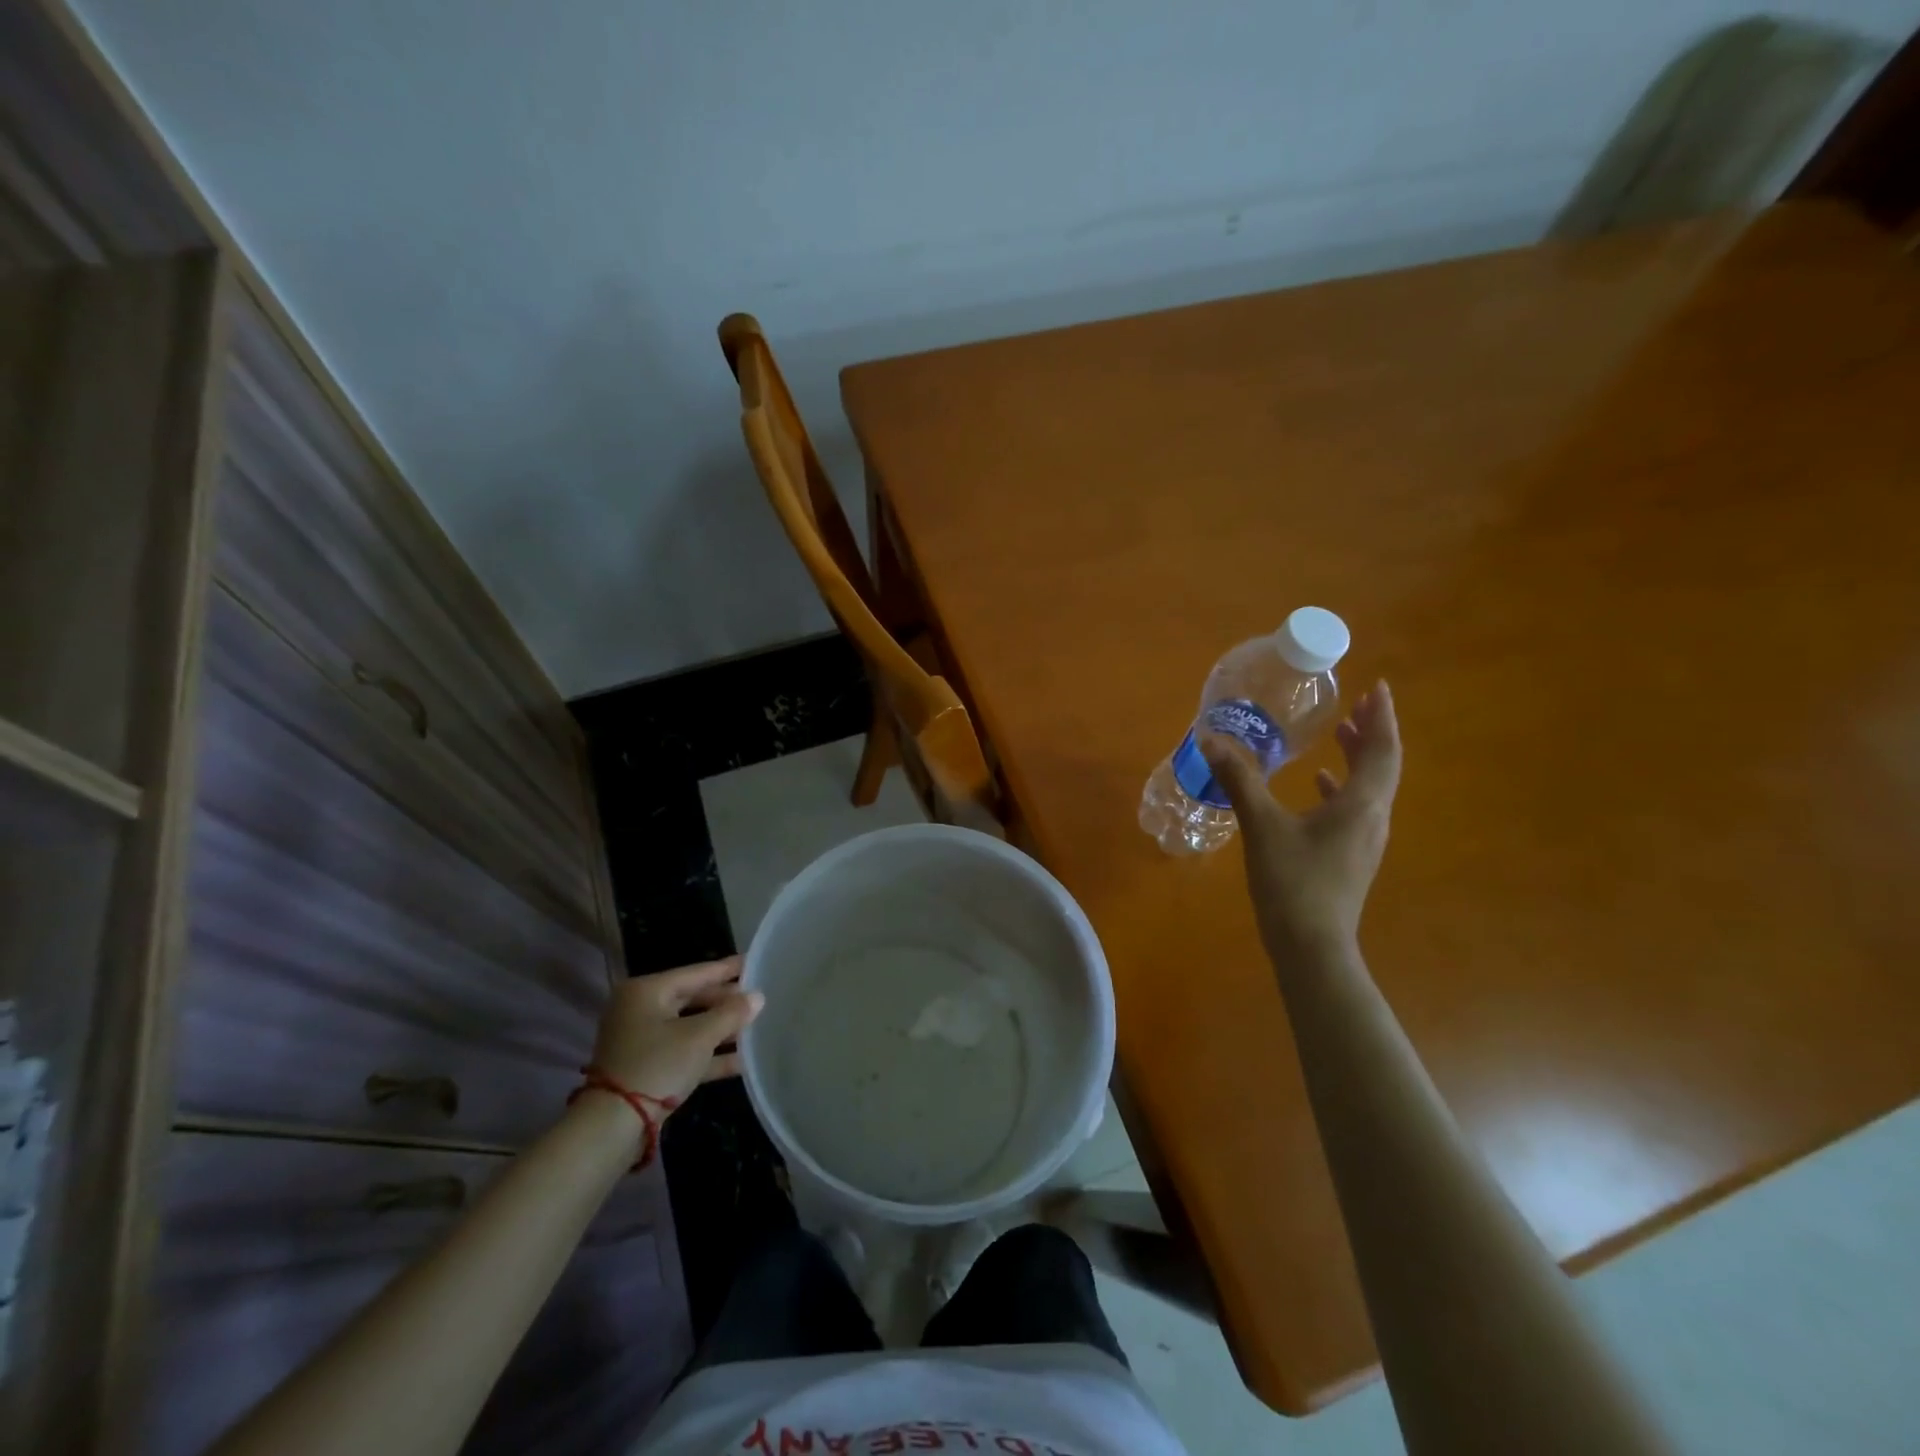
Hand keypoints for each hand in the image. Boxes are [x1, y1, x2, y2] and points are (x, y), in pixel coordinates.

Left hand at [588, 957, 763, 1108]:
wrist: (612, 1127)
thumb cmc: (657, 1065)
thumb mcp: (699, 1036)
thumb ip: (731, 1014)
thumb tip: (758, 997)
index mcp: (647, 991)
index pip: (696, 973)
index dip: (727, 968)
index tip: (754, 960)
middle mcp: (641, 1010)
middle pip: (692, 999)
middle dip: (726, 1001)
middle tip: (758, 996)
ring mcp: (641, 1041)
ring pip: (690, 1027)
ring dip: (721, 1029)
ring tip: (756, 1025)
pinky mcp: (646, 1069)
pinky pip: (684, 1052)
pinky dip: (708, 1055)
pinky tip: (742, 1060)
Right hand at [1202, 680, 1402, 961]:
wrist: (1311, 947)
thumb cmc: (1293, 881)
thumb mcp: (1262, 826)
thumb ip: (1239, 781)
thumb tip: (1211, 741)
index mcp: (1361, 805)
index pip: (1382, 751)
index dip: (1382, 718)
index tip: (1378, 688)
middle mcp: (1372, 819)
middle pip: (1382, 767)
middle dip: (1372, 733)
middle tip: (1359, 704)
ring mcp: (1364, 841)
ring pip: (1370, 788)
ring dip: (1358, 757)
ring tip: (1341, 733)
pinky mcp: (1350, 857)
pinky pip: (1354, 809)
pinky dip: (1340, 787)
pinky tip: (1317, 784)